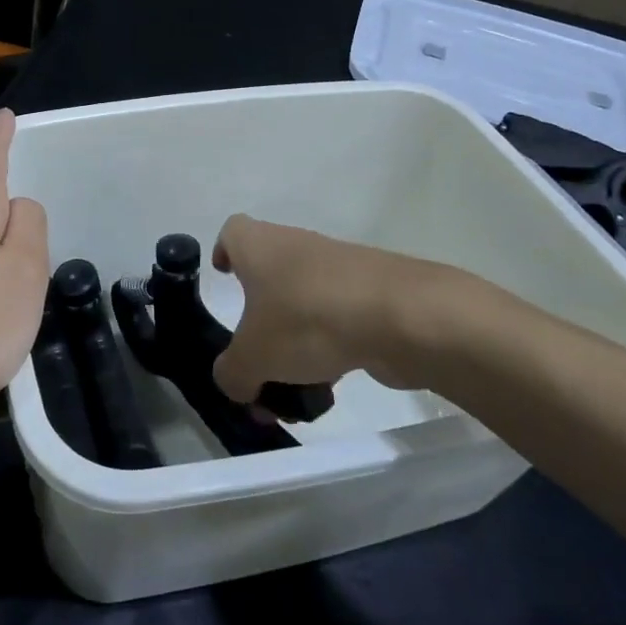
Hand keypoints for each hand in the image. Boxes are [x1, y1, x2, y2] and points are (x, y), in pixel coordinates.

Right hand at [209, 214, 510, 402]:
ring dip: (295, 343)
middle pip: (269, 276)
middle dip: (261, 320)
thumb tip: (236, 382)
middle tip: (256, 360)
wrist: (401, 317)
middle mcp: (296, 247)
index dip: (224, 253)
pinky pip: (338, 320)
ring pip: (304, 303)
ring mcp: (338, 269)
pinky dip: (330, 349)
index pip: (233, 232)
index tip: (224, 281)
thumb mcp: (253, 358)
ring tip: (294, 391)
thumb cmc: (307, 320)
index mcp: (258, 246)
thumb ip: (233, 374)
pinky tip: (331, 388)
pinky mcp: (372, 293)